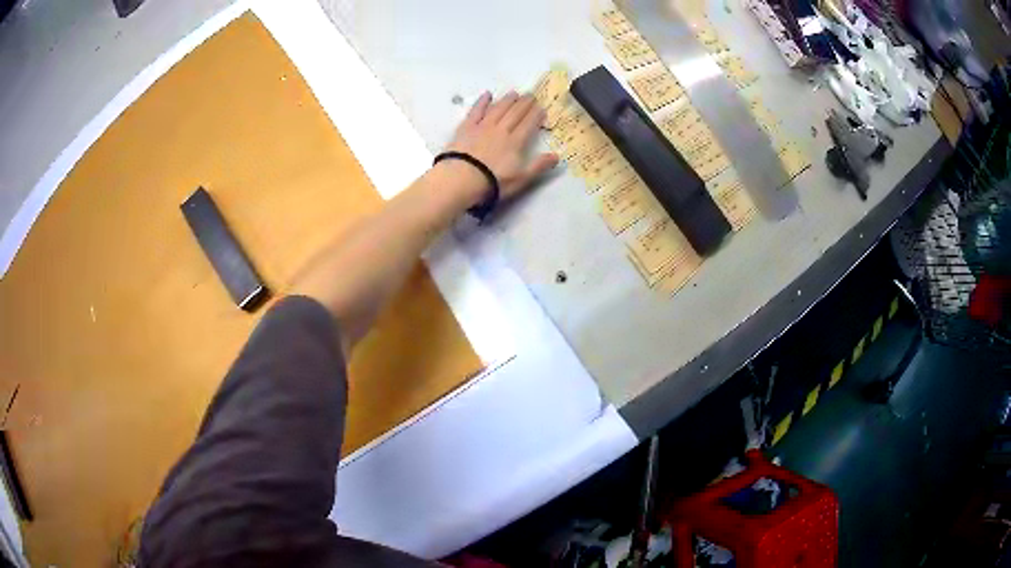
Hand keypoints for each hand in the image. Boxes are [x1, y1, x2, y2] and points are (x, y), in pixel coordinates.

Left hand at [444, 91, 558, 201]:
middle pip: (515, 112)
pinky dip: (482, 102)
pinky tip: (487, 95)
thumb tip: (557, 156)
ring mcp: (483, 126)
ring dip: (507, 100)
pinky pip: (476, 111)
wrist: (461, 179)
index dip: (536, 114)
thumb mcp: (521, 179)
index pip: (529, 123)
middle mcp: (501, 129)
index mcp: (515, 141)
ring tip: (514, 93)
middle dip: (525, 103)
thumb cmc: (493, 182)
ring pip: (498, 108)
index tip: (541, 107)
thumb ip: (539, 166)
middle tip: (531, 95)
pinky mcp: (466, 128)